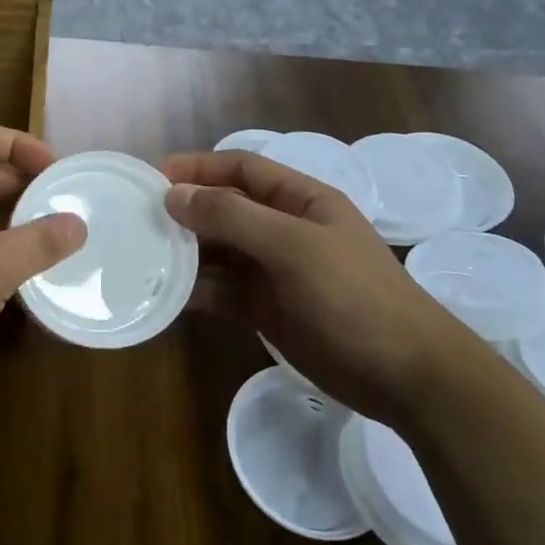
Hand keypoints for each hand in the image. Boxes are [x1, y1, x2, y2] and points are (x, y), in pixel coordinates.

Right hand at [160, 151, 485, 422]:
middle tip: (137, 219)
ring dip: (186, 252)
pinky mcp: (267, 310)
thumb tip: (174, 195)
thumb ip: (232, 218)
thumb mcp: (293, 247)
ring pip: (219, 252)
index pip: (241, 169)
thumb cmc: (354, 296)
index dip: (199, 167)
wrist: (407, 377)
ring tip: (143, 256)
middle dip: (185, 211)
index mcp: (300, 200)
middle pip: (225, 209)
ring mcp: (275, 271)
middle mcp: (284, 229)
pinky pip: (222, 291)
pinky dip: (196, 291)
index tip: (155, 177)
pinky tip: (166, 295)